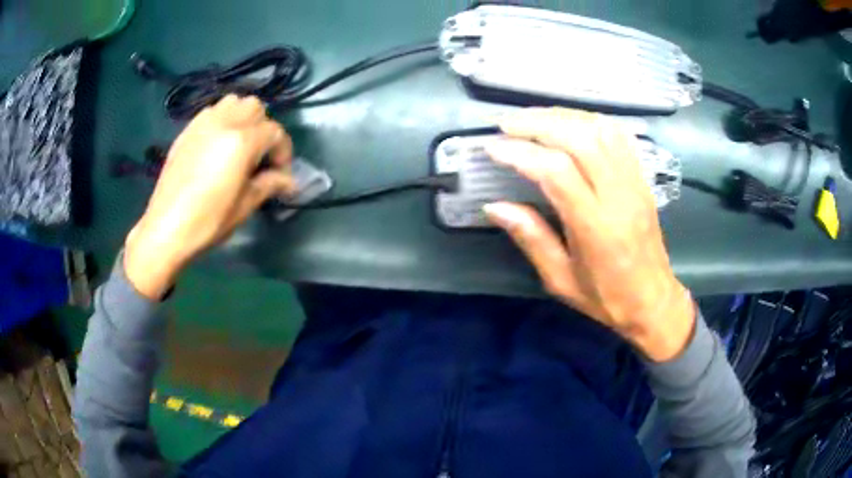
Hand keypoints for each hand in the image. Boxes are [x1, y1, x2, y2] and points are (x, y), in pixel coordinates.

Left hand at [125, 95, 294, 299]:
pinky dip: (223, 119)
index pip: (275, 132)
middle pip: (256, 108)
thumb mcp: (244, 206)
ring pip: (234, 102)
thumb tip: (289, 181)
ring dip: (243, 117)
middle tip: (260, 156)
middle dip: (264, 129)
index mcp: (242, 142)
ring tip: (239, 144)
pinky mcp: (188, 130)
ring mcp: (203, 124)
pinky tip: (218, 144)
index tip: (280, 175)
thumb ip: (269, 185)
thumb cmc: (207, 222)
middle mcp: (224, 123)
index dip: (283, 152)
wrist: (165, 229)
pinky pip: (213, 111)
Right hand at [484, 108, 694, 361]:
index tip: (492, 147)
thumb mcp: (561, 280)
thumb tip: (494, 206)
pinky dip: (588, 120)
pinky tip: (568, 122)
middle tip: (507, 125)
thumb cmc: (606, 297)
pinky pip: (617, 135)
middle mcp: (618, 196)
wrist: (653, 301)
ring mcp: (634, 182)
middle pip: (579, 138)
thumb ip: (531, 238)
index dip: (521, 152)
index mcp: (596, 227)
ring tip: (532, 119)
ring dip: (562, 116)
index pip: (556, 171)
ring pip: (599, 129)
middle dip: (538, 123)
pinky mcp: (642, 178)